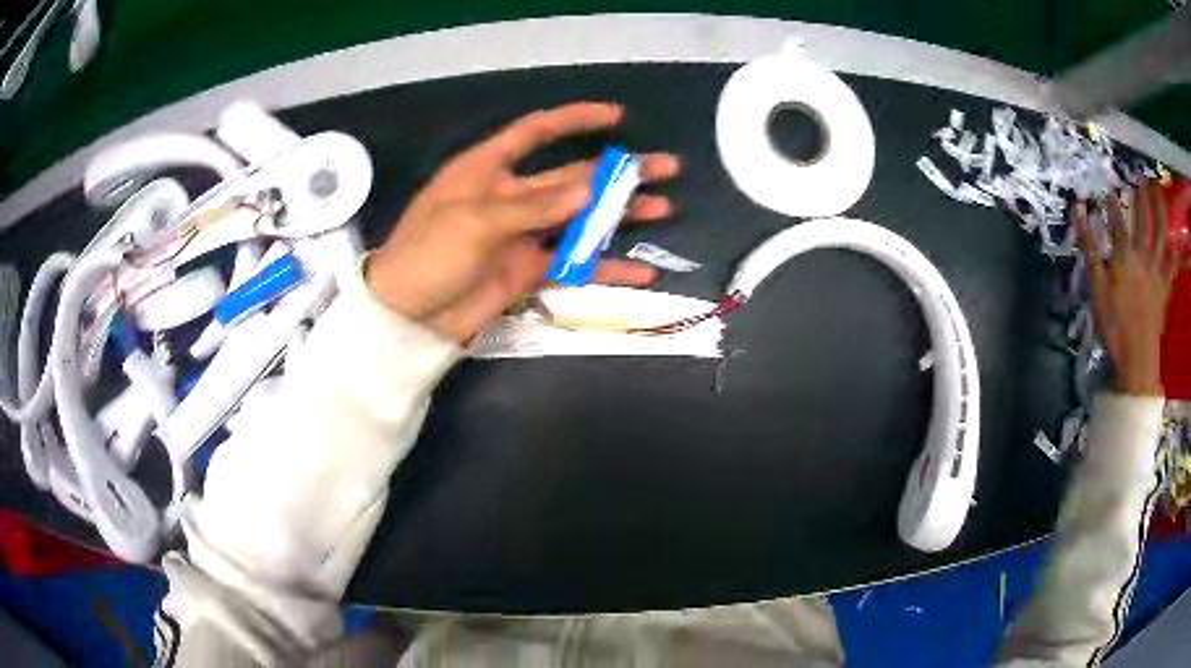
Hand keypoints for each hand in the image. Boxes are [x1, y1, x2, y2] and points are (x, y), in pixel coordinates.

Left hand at [366, 102, 679, 342]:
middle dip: (617, 171)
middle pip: (572, 176)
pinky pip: (574, 264)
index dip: (574, 119)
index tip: (615, 116)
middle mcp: (510, 195)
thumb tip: (590, 191)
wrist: (408, 317)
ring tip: (663, 207)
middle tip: (665, 168)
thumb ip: (534, 207)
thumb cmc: (428, 255)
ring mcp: (522, 234)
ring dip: (620, 213)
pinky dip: (605, 267)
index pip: (535, 132)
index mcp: (487, 169)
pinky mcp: (528, 270)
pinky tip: (640, 271)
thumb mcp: (476, 221)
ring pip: (580, 217)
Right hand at [1074, 183, 1182, 395]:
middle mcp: (1143, 255)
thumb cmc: (1115, 327)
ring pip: (1161, 234)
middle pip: (1143, 219)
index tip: (1108, 188)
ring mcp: (1157, 272)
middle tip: (1140, 177)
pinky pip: (1171, 267)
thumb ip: (1090, 249)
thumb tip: (1078, 212)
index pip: (1117, 220)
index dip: (1112, 203)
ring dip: (1160, 210)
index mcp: (1125, 255)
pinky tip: (1176, 243)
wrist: (1138, 361)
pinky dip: (1175, 253)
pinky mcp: (1164, 289)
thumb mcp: (1097, 289)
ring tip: (1159, 191)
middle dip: (1141, 196)